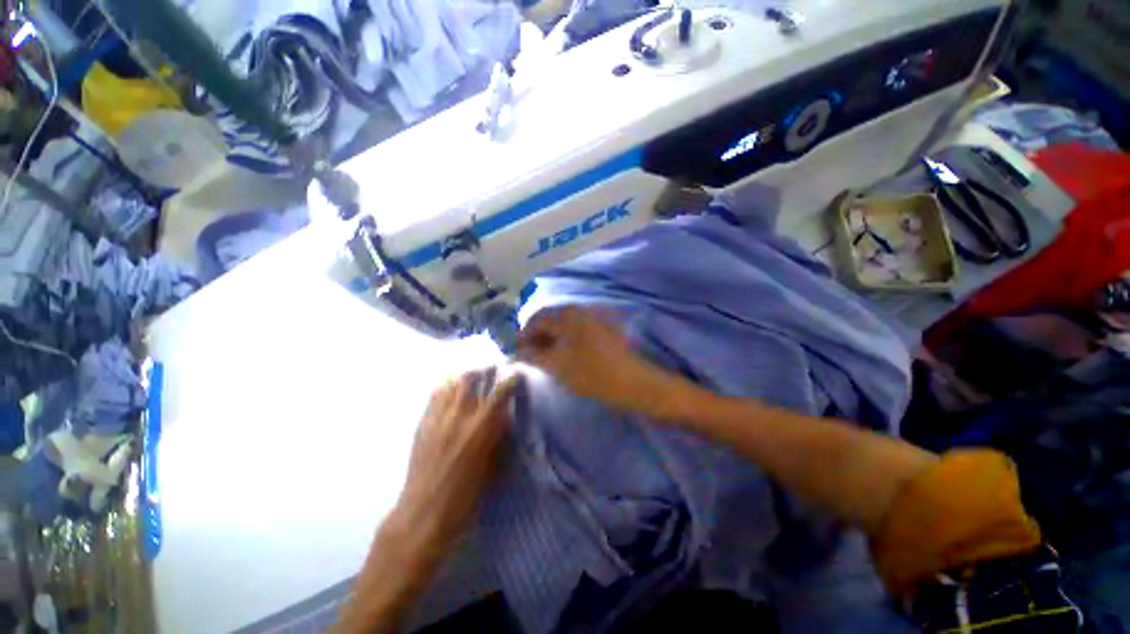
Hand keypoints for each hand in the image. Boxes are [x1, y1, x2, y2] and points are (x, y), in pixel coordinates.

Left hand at [394, 367, 519, 552]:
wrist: (424, 513)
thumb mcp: (493, 464)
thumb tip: (502, 415)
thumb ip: (497, 435)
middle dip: (483, 370)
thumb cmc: (466, 495)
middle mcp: (460, 415)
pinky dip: (446, 388)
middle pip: (471, 378)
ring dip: (464, 377)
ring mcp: (438, 417)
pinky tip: (450, 393)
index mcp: (481, 428)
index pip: (500, 391)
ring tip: (471, 379)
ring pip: (451, 382)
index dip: (510, 378)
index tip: (515, 373)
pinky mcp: (423, 423)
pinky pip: (435, 395)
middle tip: (491, 369)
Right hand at [515, 307, 693, 419]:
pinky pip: (575, 329)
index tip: (516, 352)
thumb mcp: (557, 366)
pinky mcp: (601, 327)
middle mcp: (579, 310)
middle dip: (537, 336)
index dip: (523, 336)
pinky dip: (564, 339)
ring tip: (544, 357)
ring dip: (550, 338)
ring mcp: (592, 317)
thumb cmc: (592, 374)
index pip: (535, 319)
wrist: (633, 382)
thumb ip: (533, 355)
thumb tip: (517, 351)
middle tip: (529, 356)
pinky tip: (563, 353)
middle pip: (549, 319)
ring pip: (562, 325)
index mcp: (567, 315)